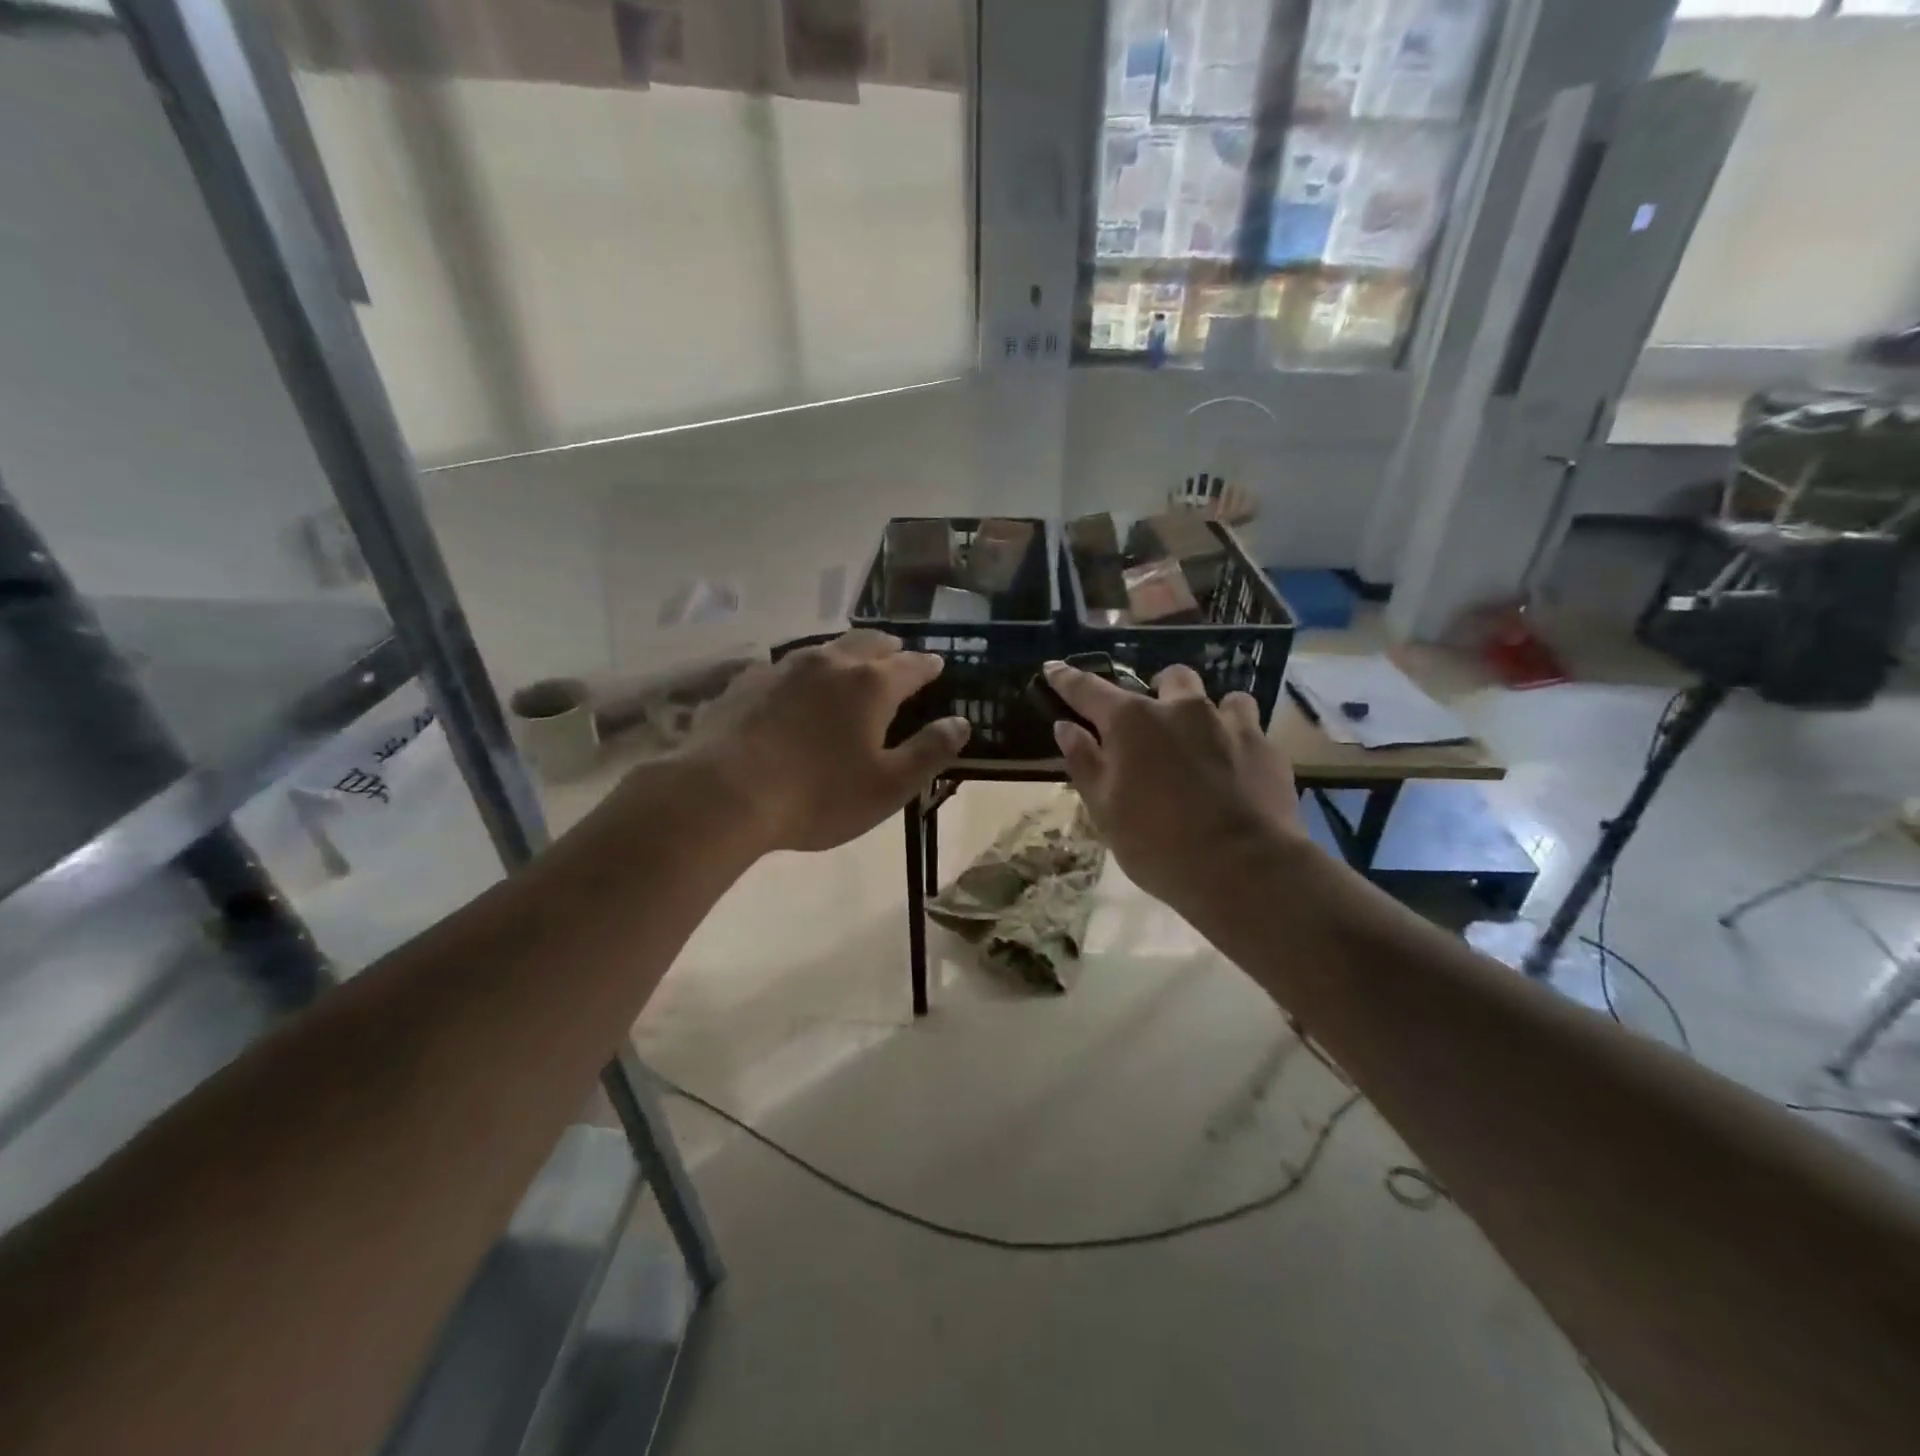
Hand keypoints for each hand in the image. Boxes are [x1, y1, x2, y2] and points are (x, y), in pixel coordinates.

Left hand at [685, 631, 970, 852]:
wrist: (723, 794)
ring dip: (846, 653)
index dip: (928, 665)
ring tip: (852, 663)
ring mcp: (784, 667)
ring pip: (826, 648)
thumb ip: (929, 751)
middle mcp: (830, 663)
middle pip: (868, 643)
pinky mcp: (747, 681)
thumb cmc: (817, 795)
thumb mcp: (888, 786)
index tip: (937, 664)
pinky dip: (805, 670)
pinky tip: (796, 685)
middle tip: (898, 654)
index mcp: (871, 685)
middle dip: (889, 648)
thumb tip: (961, 723)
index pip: (911, 665)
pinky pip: (786, 665)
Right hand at [1045, 661, 1305, 911]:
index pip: (1089, 689)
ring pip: (1217, 697)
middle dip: (1157, 690)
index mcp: (1132, 722)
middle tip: (1152, 721)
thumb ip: (1084, 762)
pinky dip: (1234, 736)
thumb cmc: (1158, 845)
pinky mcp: (1265, 746)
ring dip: (1203, 711)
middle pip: (1168, 678)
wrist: (1244, 870)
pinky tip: (1234, 764)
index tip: (1053, 668)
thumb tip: (1066, 727)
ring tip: (1200, 739)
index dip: (1067, 678)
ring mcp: (1228, 723)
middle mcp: (1180, 709)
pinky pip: (1248, 725)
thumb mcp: (1105, 810)